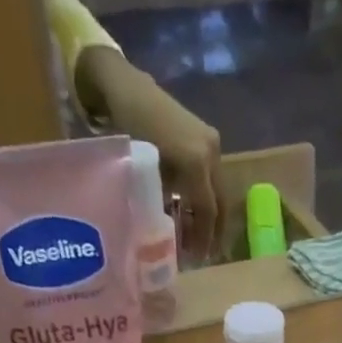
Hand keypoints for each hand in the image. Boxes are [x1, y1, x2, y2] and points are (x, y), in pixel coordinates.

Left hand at [76, 48, 222, 261]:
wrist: (122, 84)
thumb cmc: (127, 128)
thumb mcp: (145, 173)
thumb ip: (164, 202)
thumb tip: (173, 231)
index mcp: (197, 162)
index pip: (208, 211)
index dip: (204, 238)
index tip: (199, 259)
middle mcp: (211, 152)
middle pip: (219, 202)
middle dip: (214, 230)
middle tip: (206, 252)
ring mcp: (210, 141)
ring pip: (217, 190)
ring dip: (210, 214)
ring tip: (198, 234)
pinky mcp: (205, 135)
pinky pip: (210, 175)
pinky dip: (204, 195)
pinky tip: (193, 208)